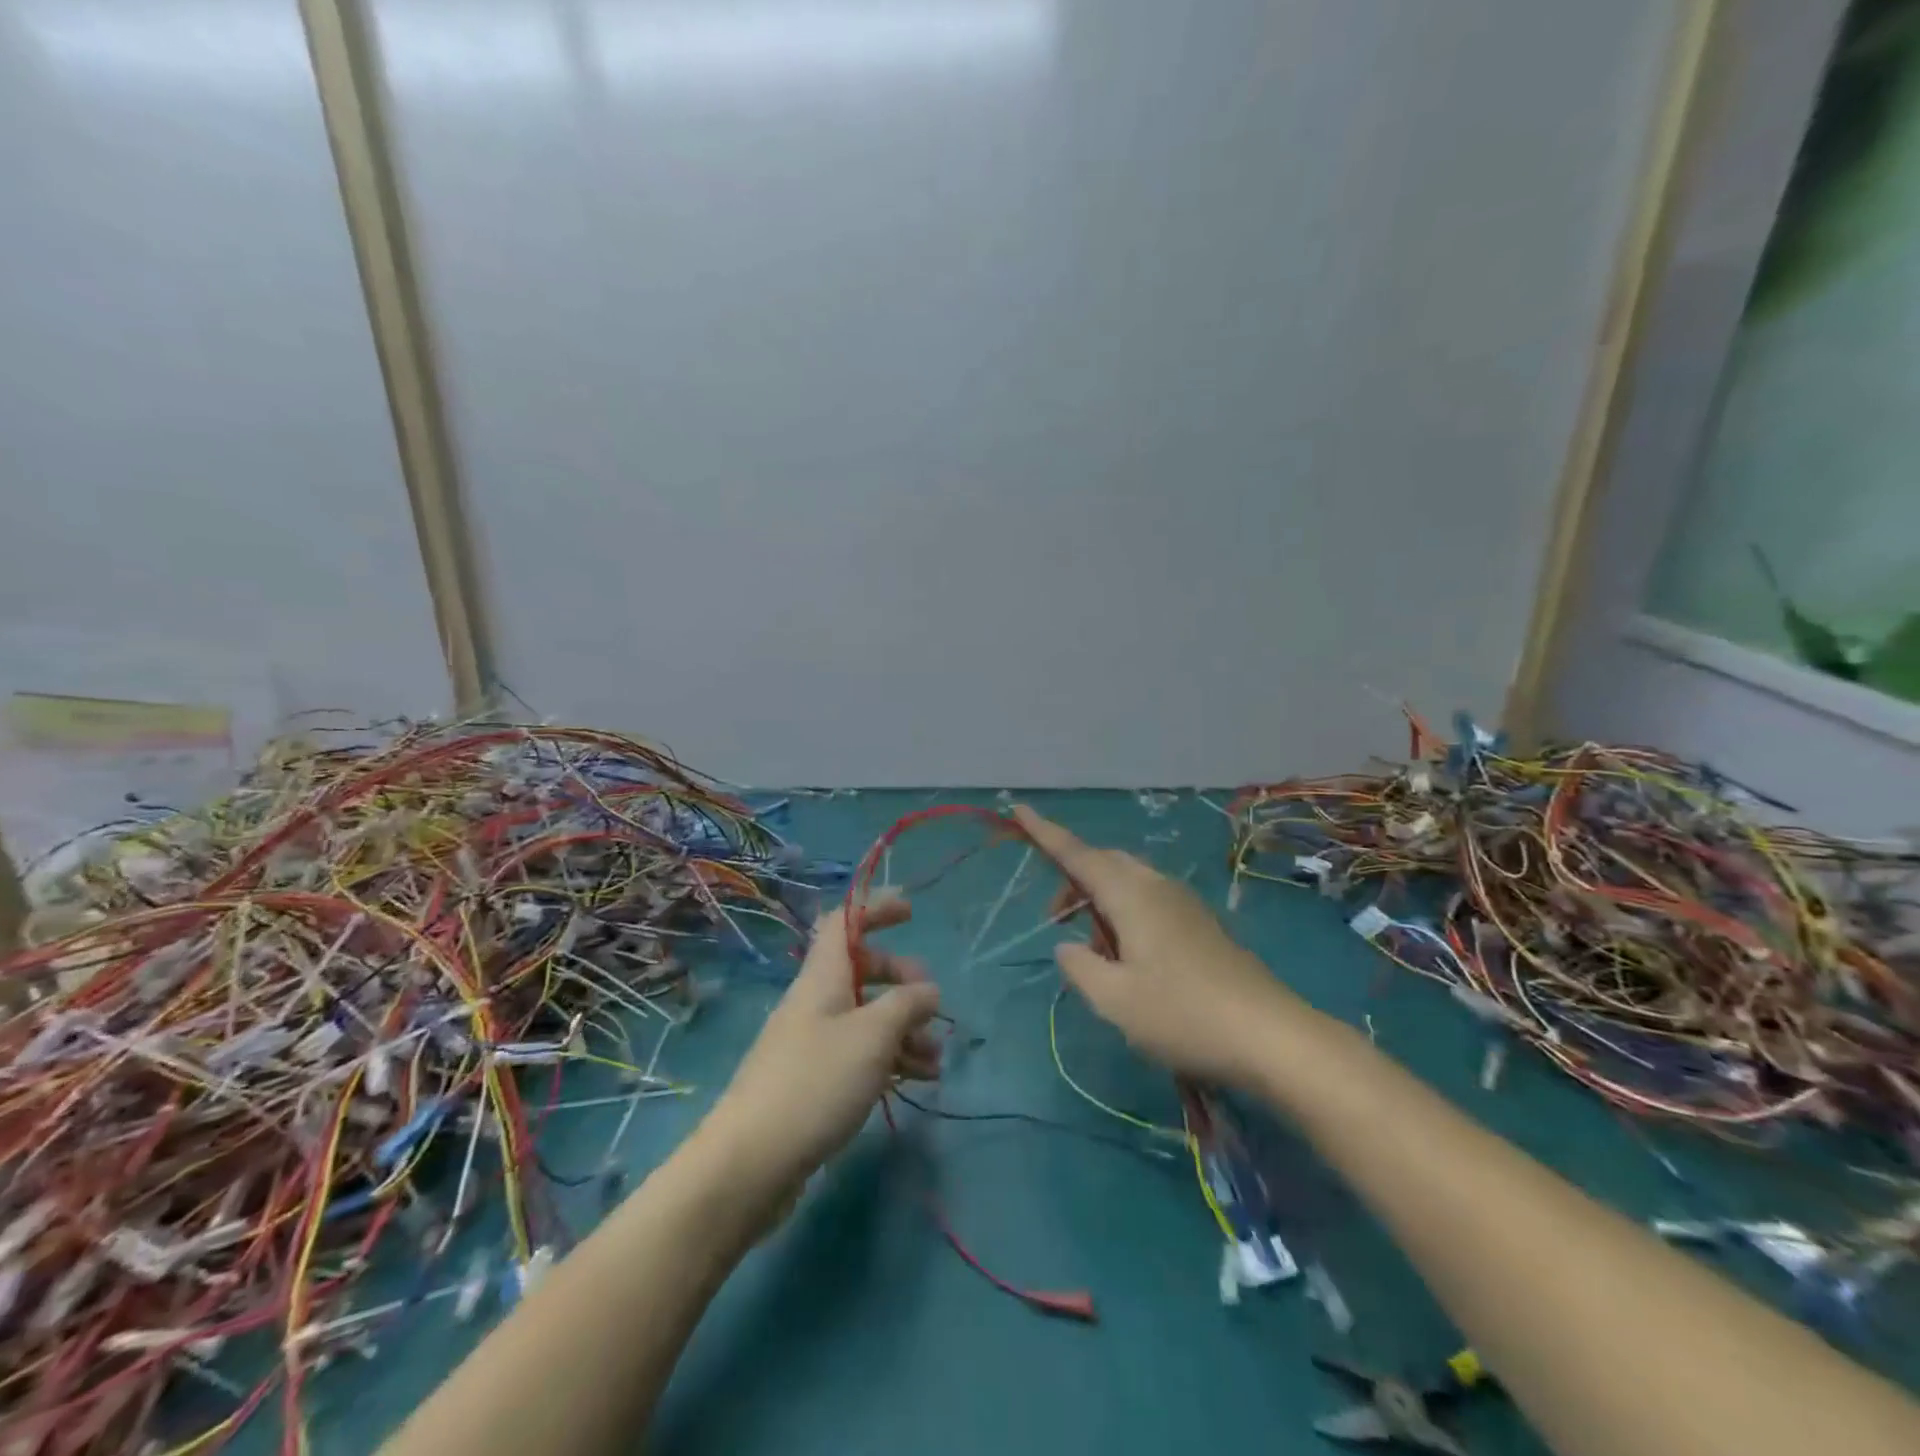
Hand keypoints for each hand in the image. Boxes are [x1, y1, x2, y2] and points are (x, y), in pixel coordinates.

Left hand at [702, 893, 940, 1204]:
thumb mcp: (872, 1036)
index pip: (844, 922)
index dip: (875, 908)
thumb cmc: (816, 1082)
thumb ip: (906, 1004)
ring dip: (904, 1029)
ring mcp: (813, 1042)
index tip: (911, 911)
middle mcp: (816, 1001)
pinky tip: (919, 1080)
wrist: (751, 1163)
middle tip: (931, 1004)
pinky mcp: (814, 1080)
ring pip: (866, 1017)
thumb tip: (927, 989)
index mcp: (823, 976)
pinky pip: (860, 1053)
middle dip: (901, 979)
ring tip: (936, 1059)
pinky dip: (890, 1059)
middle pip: (861, 970)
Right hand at [1013, 805, 1301, 1088]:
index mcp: (1131, 895)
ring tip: (1093, 948)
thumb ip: (1080, 967)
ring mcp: (1184, 904)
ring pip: (1128, 881)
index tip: (1019, 808)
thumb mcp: (1114, 1000)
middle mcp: (1157, 887)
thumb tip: (1068, 946)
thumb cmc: (1183, 1015)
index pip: (1077, 855)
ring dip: (1100, 900)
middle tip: (1055, 918)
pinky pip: (1149, 900)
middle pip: (1104, 863)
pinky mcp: (1201, 925)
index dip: (1045, 833)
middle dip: (1073, 878)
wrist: (1272, 1037)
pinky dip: (1125, 912)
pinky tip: (1129, 957)